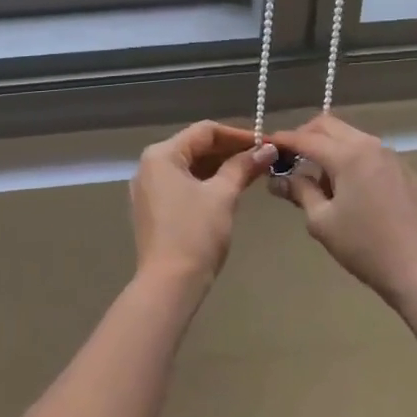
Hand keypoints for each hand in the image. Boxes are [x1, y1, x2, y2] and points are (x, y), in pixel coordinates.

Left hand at [129, 121, 276, 285]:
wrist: (169, 284)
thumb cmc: (196, 234)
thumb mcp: (223, 195)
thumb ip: (243, 167)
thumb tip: (267, 149)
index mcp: (161, 155)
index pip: (205, 131)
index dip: (238, 135)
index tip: (266, 144)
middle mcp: (150, 166)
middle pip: (196, 147)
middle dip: (230, 151)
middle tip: (263, 158)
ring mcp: (149, 188)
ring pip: (190, 167)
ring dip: (220, 167)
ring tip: (252, 172)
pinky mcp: (153, 209)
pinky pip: (183, 184)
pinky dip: (207, 183)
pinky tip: (231, 188)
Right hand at [268, 114, 416, 307]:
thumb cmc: (366, 247)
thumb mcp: (322, 222)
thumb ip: (300, 192)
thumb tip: (279, 178)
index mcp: (348, 155)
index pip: (306, 138)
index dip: (283, 140)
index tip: (265, 145)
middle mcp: (371, 146)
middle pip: (330, 126)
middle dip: (306, 136)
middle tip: (290, 159)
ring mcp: (392, 157)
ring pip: (352, 138)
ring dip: (330, 148)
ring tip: (319, 181)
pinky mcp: (406, 173)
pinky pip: (371, 154)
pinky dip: (352, 160)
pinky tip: (350, 191)